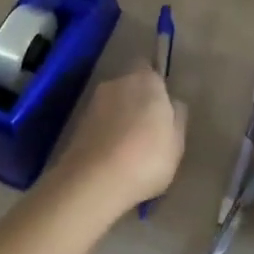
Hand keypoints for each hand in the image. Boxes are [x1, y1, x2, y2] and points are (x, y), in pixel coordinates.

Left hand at [53, 66, 185, 212]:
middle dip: (138, 101)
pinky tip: (112, 156)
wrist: (94, 182)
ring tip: (129, 146)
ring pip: (113, 105)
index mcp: (146, 80)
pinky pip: (99, 123)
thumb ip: (177, 117)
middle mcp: (117, 83)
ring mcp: (93, 103)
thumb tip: (173, 104)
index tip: (163, 107)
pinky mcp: (77, 125)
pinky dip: (105, 133)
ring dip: (120, 118)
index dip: (156, 87)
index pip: (151, 70)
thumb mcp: (177, 142)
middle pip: (131, 86)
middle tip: (148, 128)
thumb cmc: (147, 158)